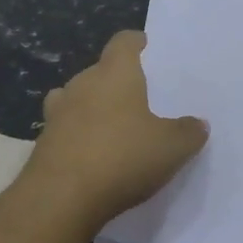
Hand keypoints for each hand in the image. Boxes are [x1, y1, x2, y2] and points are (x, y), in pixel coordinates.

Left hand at [20, 31, 208, 234]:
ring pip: (77, 98)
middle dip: (117, 81)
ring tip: (114, 126)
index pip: (123, 42)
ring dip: (93, 107)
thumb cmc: (121, 158)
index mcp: (114, 74)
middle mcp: (82, 84)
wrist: (59, 199)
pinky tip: (93, 155)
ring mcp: (57, 113)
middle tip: (140, 98)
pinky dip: (78, 135)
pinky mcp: (43, 142)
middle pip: (100, 71)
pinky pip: (65, 129)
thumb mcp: (171, 148)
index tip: (148, 49)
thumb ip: (188, 132)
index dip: (136, 43)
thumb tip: (198, 123)